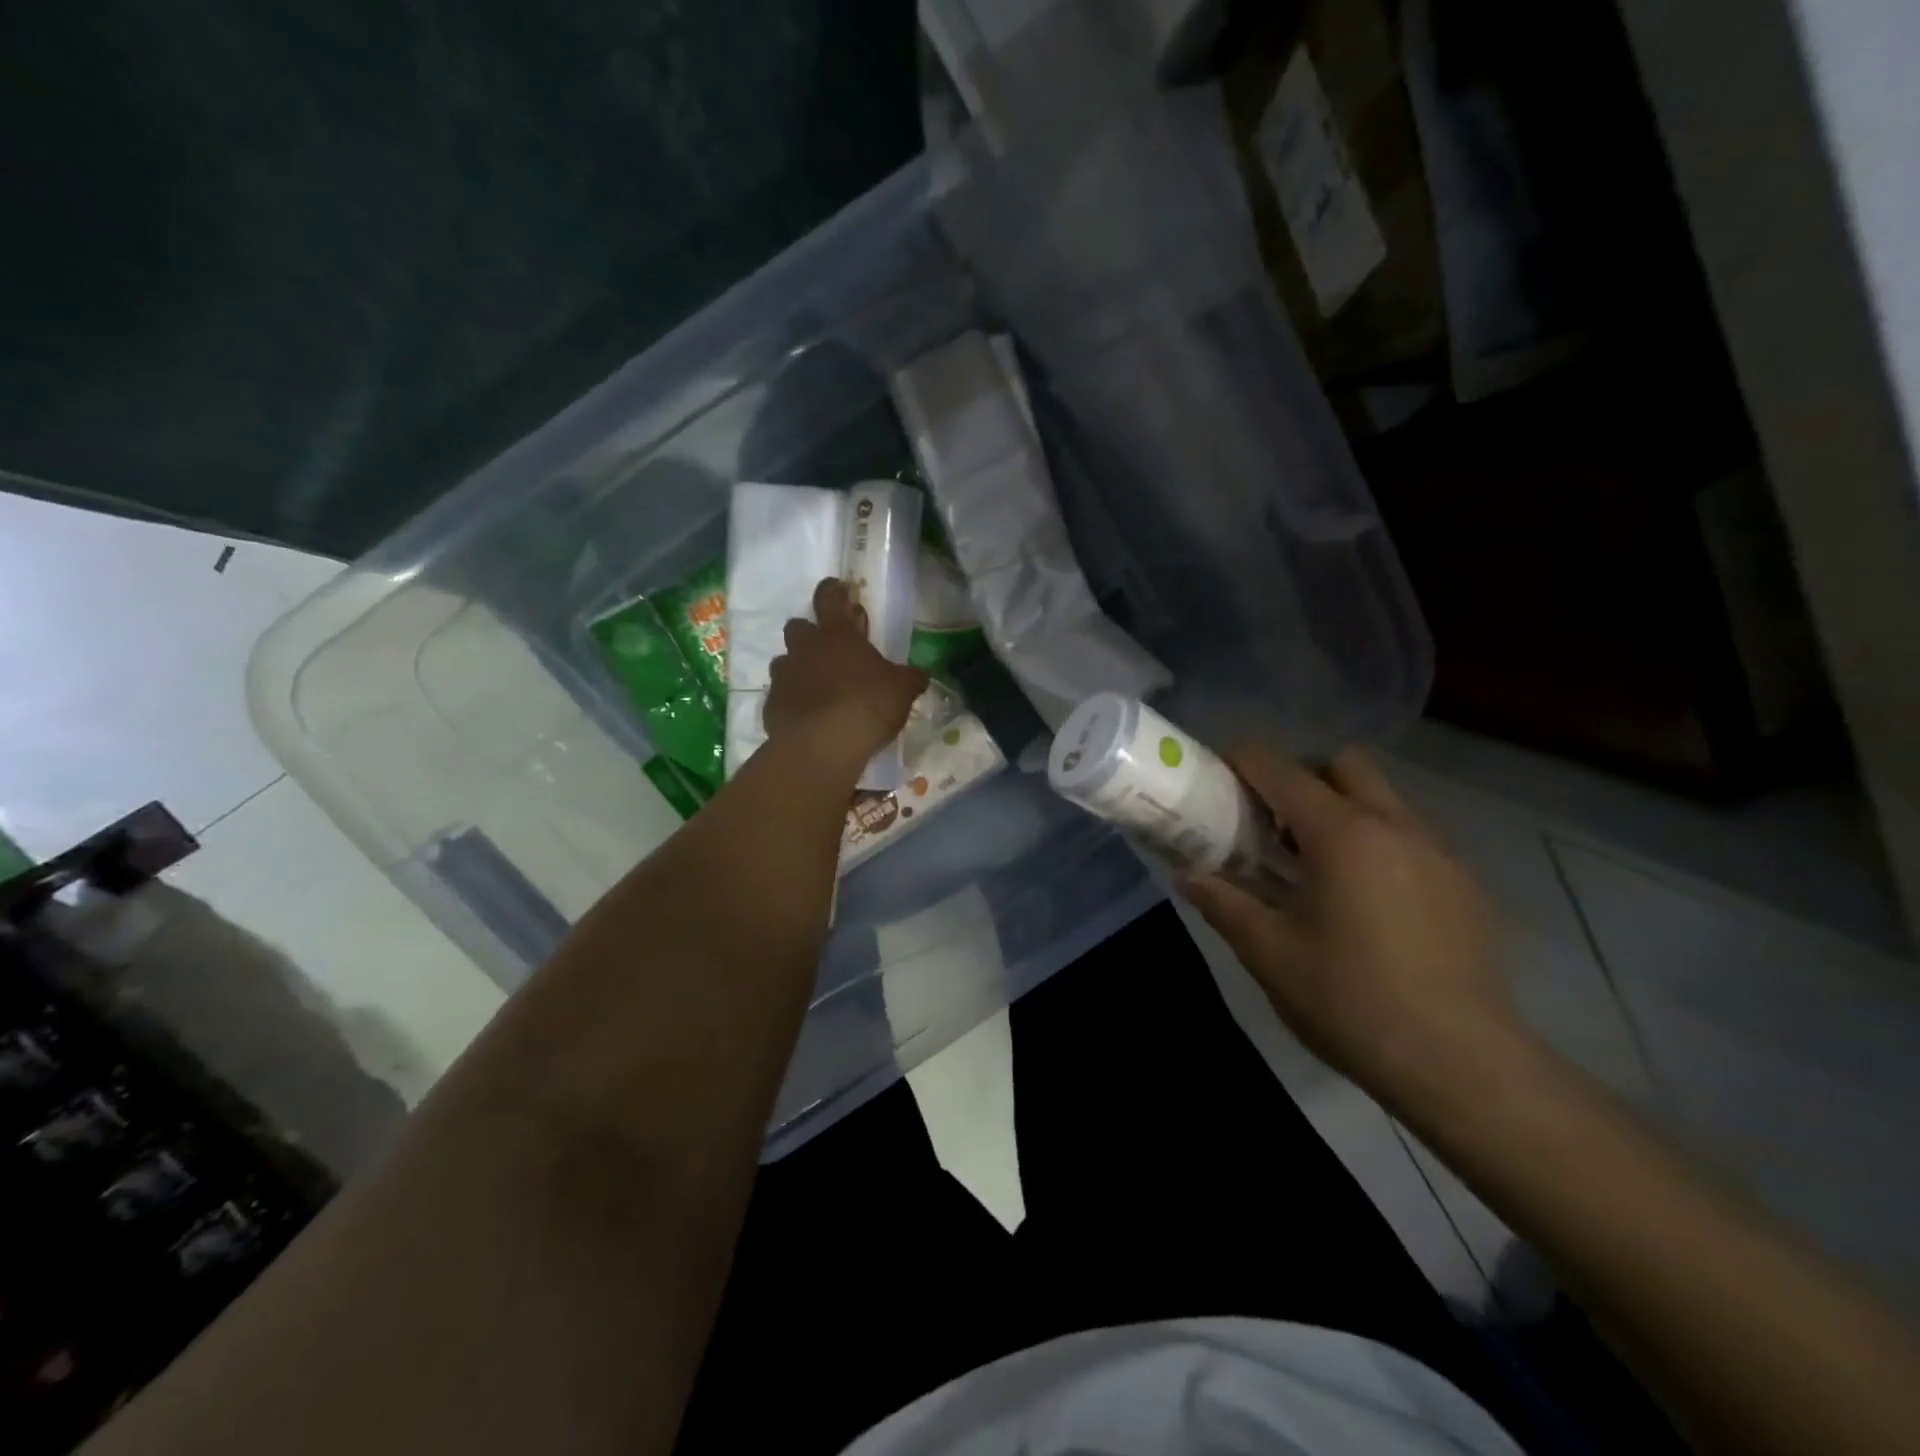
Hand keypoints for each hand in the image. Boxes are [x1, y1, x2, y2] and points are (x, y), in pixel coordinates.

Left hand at [764, 579, 927, 780]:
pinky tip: (807, 718)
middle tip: (828, 651)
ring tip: (818, 688)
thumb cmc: (867, 705)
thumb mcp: (902, 690)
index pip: (829, 598)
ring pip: (785, 662)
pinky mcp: (771, 706)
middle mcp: (804, 648)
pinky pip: (781, 696)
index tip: (838, 588)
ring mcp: (784, 676)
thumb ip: (909, 678)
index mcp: (837, 635)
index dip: (833, 590)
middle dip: (810, 634)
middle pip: (798, 627)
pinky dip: (792, 702)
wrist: (823, 746)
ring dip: (799, 669)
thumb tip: (920, 675)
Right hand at [1182, 746, 1521, 1104]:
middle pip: (1343, 764)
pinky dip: (1380, 845)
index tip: (1217, 778)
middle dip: (1304, 778)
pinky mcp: (1466, 884)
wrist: (1460, 1063)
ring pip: (1384, 799)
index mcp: (1340, 833)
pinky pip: (1413, 837)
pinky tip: (1370, 904)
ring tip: (1320, 869)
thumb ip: (1223, 903)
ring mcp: (1439, 852)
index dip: (1241, 761)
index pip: (1280, 767)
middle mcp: (1394, 825)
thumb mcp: (1268, 952)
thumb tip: (1189, 876)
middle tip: (1276, 826)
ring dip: (1344, 811)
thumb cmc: (1349, 1000)